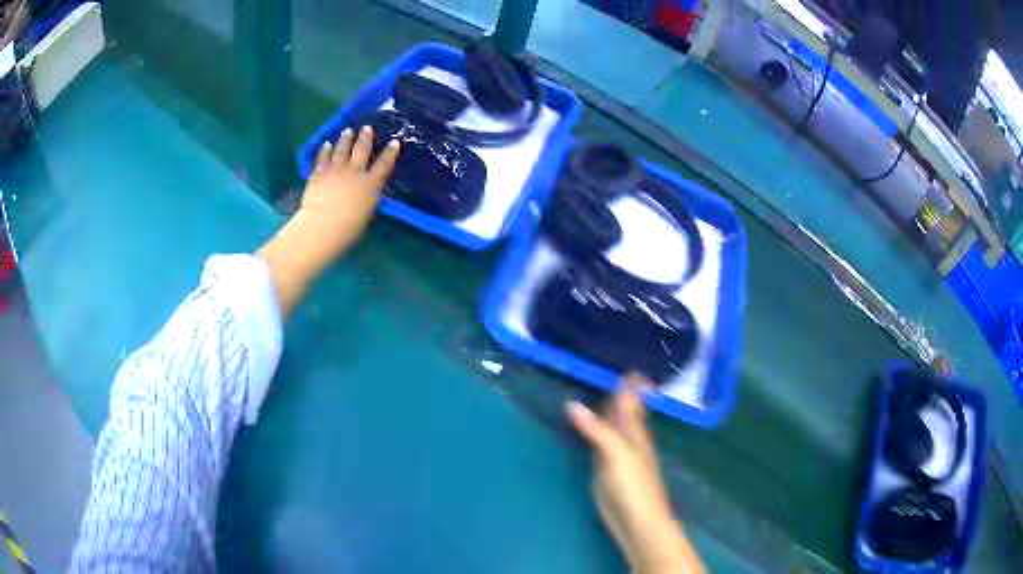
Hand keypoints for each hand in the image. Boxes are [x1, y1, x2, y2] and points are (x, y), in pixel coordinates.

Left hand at [258, 126, 398, 317]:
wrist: (322, 226)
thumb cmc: (348, 229)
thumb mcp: (367, 214)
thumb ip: (368, 199)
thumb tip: (368, 193)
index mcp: (371, 184)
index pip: (384, 164)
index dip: (390, 153)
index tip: (394, 142)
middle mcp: (355, 172)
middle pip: (362, 149)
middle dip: (366, 138)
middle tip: (367, 128)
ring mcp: (336, 170)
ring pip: (342, 148)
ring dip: (346, 139)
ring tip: (348, 131)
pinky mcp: (319, 172)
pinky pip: (323, 157)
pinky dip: (326, 149)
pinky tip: (327, 144)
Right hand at [567, 374, 703, 573]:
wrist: (636, 521)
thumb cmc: (633, 485)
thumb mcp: (616, 453)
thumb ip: (597, 429)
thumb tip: (572, 403)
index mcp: (635, 430)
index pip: (632, 399)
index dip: (630, 381)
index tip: (624, 360)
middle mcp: (627, 437)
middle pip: (621, 409)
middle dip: (616, 390)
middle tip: (603, 366)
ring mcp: (615, 453)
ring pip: (609, 424)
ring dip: (603, 408)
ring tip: (592, 387)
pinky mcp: (603, 468)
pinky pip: (598, 440)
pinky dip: (592, 428)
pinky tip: (584, 423)